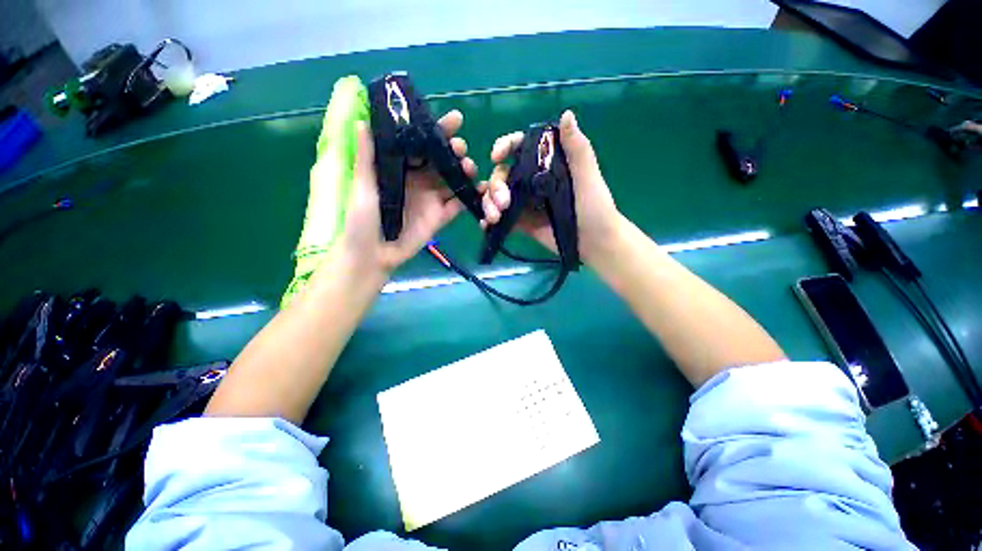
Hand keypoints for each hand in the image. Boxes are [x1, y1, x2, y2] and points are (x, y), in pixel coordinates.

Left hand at [334, 110, 476, 274]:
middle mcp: (419, 181)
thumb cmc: (362, 220)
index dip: (437, 131)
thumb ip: (368, 158)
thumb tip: (363, 121)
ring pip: (453, 180)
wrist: (373, 255)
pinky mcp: (440, 217)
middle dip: (454, 150)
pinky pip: (458, 205)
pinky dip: (469, 198)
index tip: (454, 119)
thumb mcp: (363, 186)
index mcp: (401, 169)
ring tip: (470, 167)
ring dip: (464, 172)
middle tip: (460, 147)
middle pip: (441, 161)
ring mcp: (432, 199)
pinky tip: (480, 190)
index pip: (422, 145)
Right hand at [479, 110, 622, 265]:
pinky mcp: (522, 222)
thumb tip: (567, 113)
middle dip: (495, 186)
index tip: (495, 156)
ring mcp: (525, 202)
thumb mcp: (588, 177)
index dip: (504, 147)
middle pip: (503, 174)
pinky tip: (486, 225)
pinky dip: (490, 220)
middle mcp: (532, 180)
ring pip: (497, 196)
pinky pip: (502, 217)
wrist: (594, 242)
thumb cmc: (595, 207)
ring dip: (489, 203)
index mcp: (546, 164)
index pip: (520, 148)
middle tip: (502, 203)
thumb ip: (577, 149)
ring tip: (493, 218)